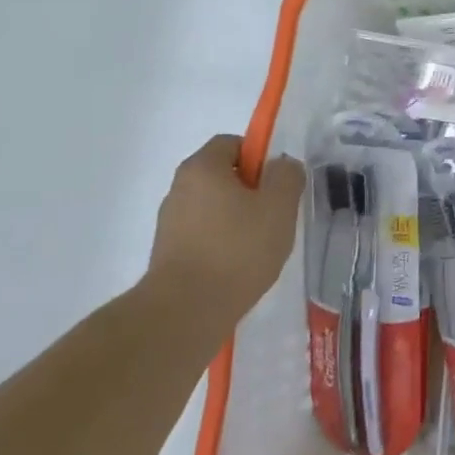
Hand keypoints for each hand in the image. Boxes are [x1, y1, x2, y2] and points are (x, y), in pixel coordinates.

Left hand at [146, 134, 304, 324]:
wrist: (186, 311)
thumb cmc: (237, 249)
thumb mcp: (279, 206)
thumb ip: (287, 176)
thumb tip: (283, 165)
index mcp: (202, 168)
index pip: (232, 143)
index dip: (259, 156)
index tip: (278, 182)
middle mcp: (179, 188)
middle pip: (222, 175)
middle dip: (250, 189)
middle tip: (275, 213)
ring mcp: (169, 222)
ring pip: (213, 207)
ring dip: (236, 218)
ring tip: (260, 245)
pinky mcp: (168, 253)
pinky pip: (203, 234)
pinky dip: (221, 242)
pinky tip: (239, 265)